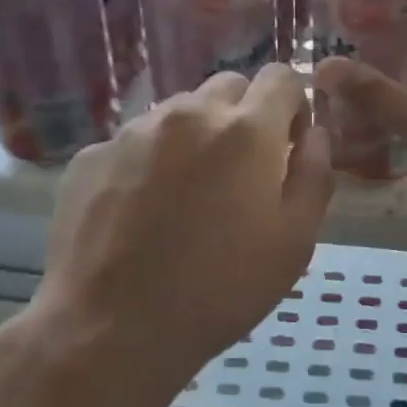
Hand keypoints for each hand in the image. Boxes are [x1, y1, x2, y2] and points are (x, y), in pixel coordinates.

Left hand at [17, 66, 332, 393]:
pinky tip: (142, 212)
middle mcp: (188, 114)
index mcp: (246, 130)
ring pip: (179, 112)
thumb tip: (315, 134)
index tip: (288, 144)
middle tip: (239, 173)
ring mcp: (133, 131)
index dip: (292, 105)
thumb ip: (314, 173)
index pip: (281, 76)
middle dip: (244, 116)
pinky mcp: (91, 156)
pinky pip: (136, 141)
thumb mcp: (295, 241)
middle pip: (229, 86)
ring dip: (195, 136)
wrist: (110, 330)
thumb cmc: (220, 290)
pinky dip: (150, 160)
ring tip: (187, 195)